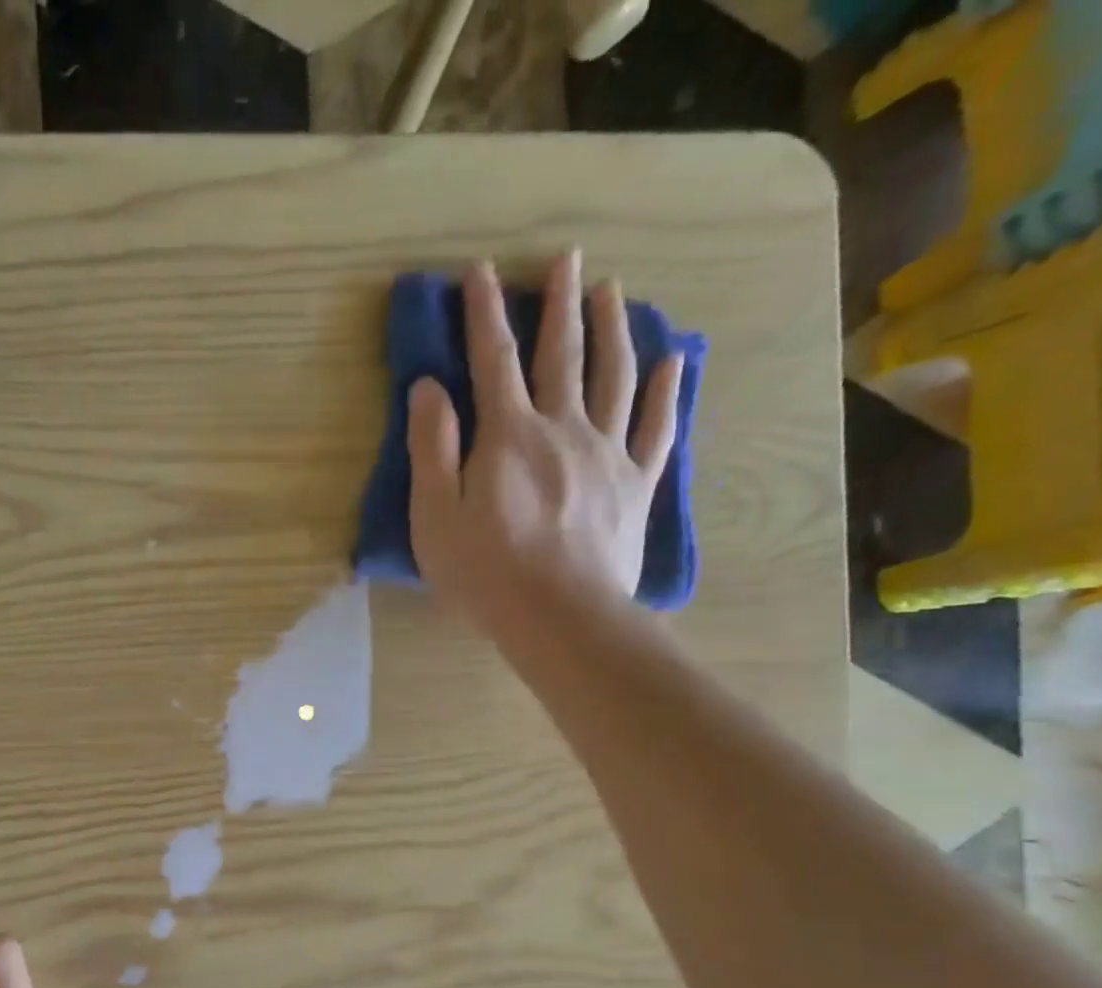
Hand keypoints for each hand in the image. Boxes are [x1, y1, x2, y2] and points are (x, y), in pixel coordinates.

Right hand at [407, 252, 684, 645]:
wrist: (560, 615)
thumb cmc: (484, 571)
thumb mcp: (435, 515)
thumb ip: (431, 449)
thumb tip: (428, 387)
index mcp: (507, 435)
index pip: (492, 359)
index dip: (484, 312)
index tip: (479, 270)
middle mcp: (562, 427)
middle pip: (561, 354)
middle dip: (558, 303)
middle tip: (566, 259)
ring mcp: (607, 452)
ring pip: (614, 376)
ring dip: (612, 329)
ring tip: (611, 291)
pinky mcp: (636, 483)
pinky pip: (656, 427)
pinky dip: (665, 390)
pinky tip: (672, 361)